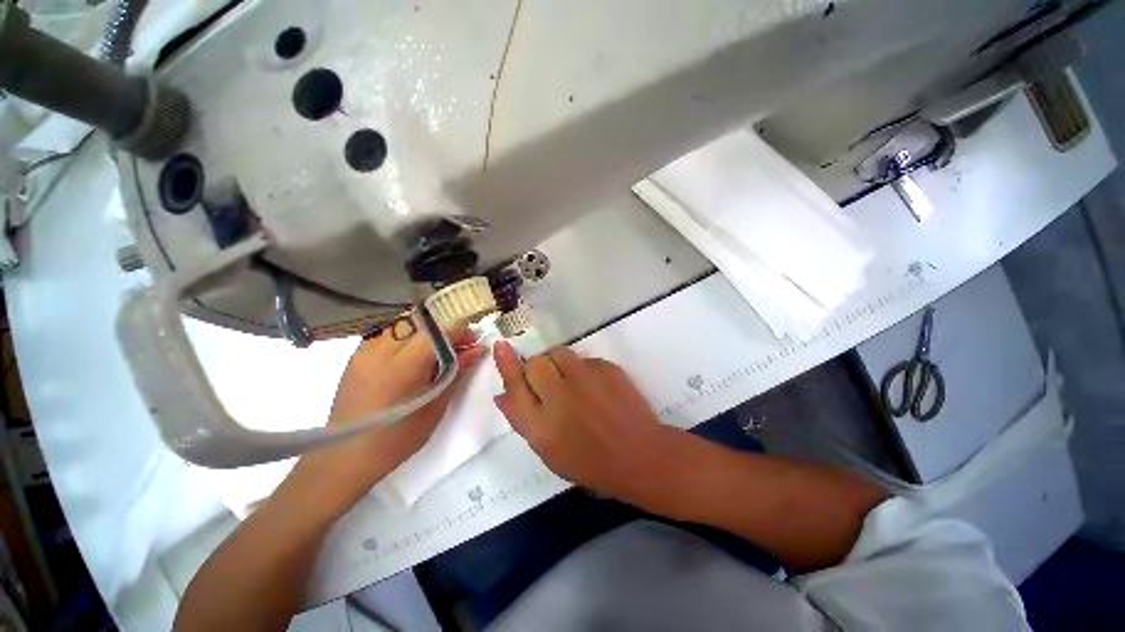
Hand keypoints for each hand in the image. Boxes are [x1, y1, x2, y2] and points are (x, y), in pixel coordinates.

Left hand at [289, 317, 485, 514]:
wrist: (345, 457)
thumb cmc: (397, 438)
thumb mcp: (436, 405)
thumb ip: (457, 371)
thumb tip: (479, 349)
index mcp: (404, 364)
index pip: (439, 329)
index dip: (461, 331)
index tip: (474, 341)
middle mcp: (382, 348)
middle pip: (423, 321)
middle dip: (447, 329)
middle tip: (460, 346)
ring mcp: (365, 349)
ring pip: (406, 323)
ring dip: (428, 331)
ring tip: (438, 351)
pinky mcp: (357, 354)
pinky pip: (390, 334)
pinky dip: (409, 337)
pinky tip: (414, 356)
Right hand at [493, 342, 677, 506]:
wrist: (639, 455)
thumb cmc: (591, 462)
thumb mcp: (549, 452)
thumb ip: (523, 421)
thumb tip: (502, 395)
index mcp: (541, 425)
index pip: (515, 385)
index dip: (506, 364)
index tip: (501, 346)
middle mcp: (559, 397)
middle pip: (535, 362)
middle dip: (537, 368)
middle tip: (550, 381)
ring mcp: (585, 379)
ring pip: (559, 352)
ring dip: (558, 362)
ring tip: (571, 380)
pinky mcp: (606, 368)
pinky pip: (583, 358)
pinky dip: (582, 368)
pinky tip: (595, 387)